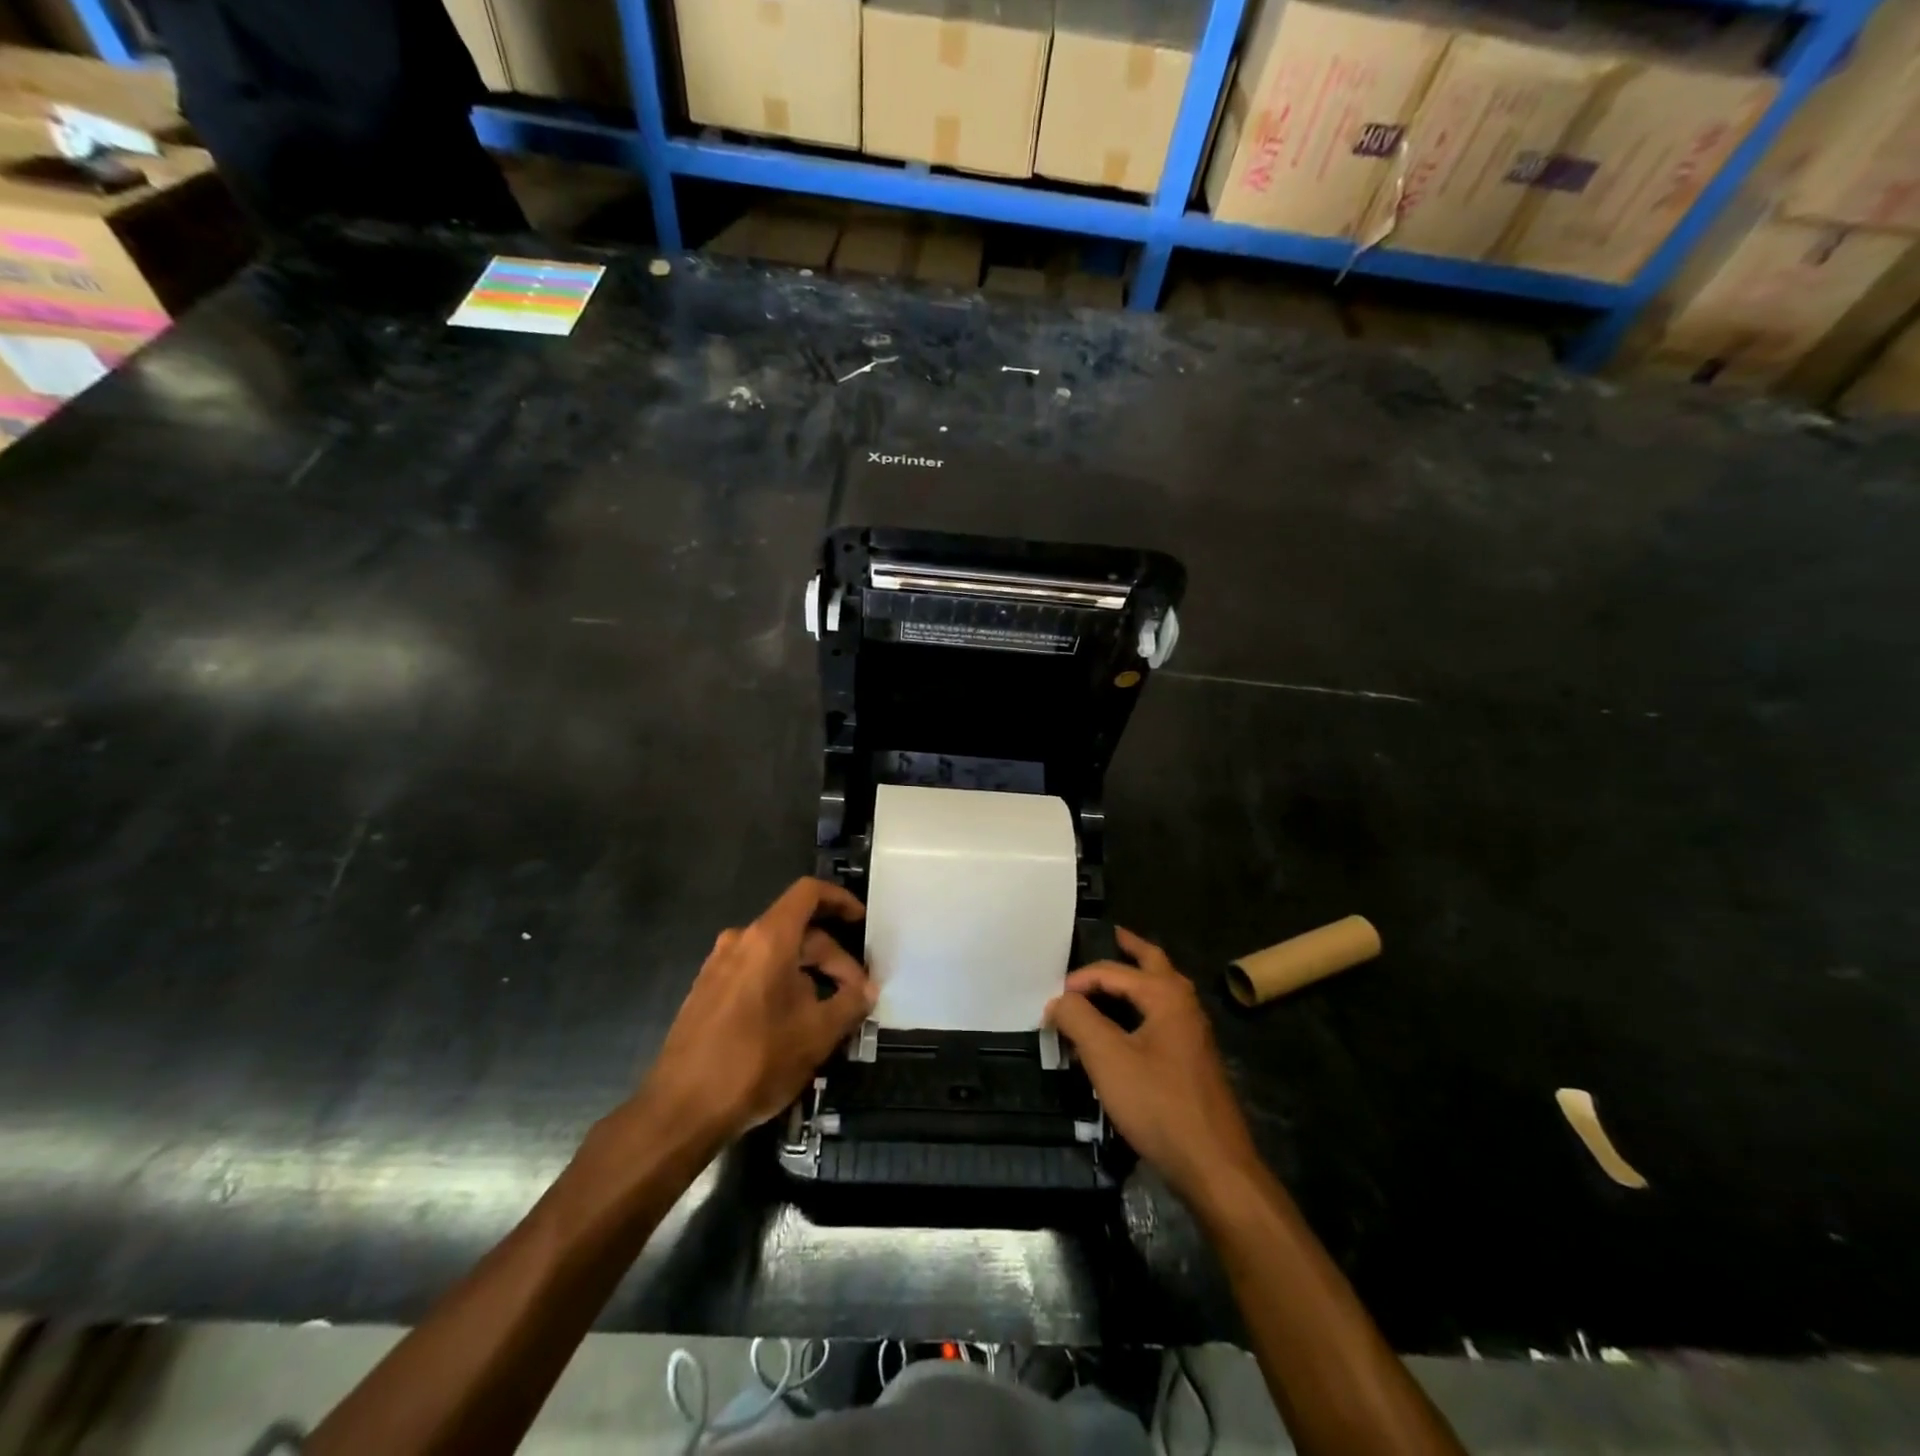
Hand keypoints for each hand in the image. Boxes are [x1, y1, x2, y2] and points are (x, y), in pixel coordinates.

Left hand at [639, 877, 873, 1148]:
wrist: (680, 1110)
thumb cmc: (755, 1062)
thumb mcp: (817, 1034)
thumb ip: (849, 1004)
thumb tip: (867, 990)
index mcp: (768, 939)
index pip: (809, 893)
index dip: (840, 899)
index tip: (861, 921)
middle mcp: (740, 941)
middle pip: (798, 930)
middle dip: (832, 958)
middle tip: (856, 996)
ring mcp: (718, 966)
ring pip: (776, 954)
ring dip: (808, 974)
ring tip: (829, 1013)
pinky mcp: (706, 992)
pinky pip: (754, 973)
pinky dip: (781, 985)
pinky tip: (793, 1023)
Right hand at [1046, 927, 1261, 1206]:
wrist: (1213, 1165)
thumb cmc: (1158, 1104)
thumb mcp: (1107, 1058)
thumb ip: (1078, 1020)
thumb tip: (1059, 1000)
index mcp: (1167, 996)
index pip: (1115, 972)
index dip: (1080, 980)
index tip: (1053, 1002)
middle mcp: (1185, 1007)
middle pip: (1155, 964)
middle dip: (1132, 949)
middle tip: (1112, 935)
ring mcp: (1194, 1035)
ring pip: (1163, 992)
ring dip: (1140, 978)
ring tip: (1116, 976)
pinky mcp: (1194, 1062)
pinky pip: (1164, 1018)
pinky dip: (1143, 1007)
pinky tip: (1128, 1027)